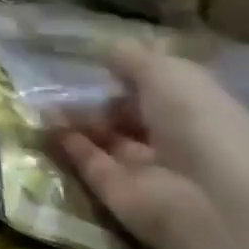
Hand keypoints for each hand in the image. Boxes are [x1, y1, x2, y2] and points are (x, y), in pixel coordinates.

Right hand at [55, 45, 248, 248]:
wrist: (206, 199)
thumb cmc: (198, 123)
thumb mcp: (167, 73)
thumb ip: (132, 59)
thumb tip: (106, 50)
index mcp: (198, 109)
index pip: (159, 89)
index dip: (130, 74)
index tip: (96, 61)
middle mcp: (174, 139)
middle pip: (128, 115)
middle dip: (97, 98)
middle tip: (61, 83)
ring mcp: (145, 168)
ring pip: (104, 138)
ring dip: (75, 119)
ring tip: (42, 101)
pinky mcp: (116, 192)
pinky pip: (87, 162)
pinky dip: (64, 143)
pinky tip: (42, 124)